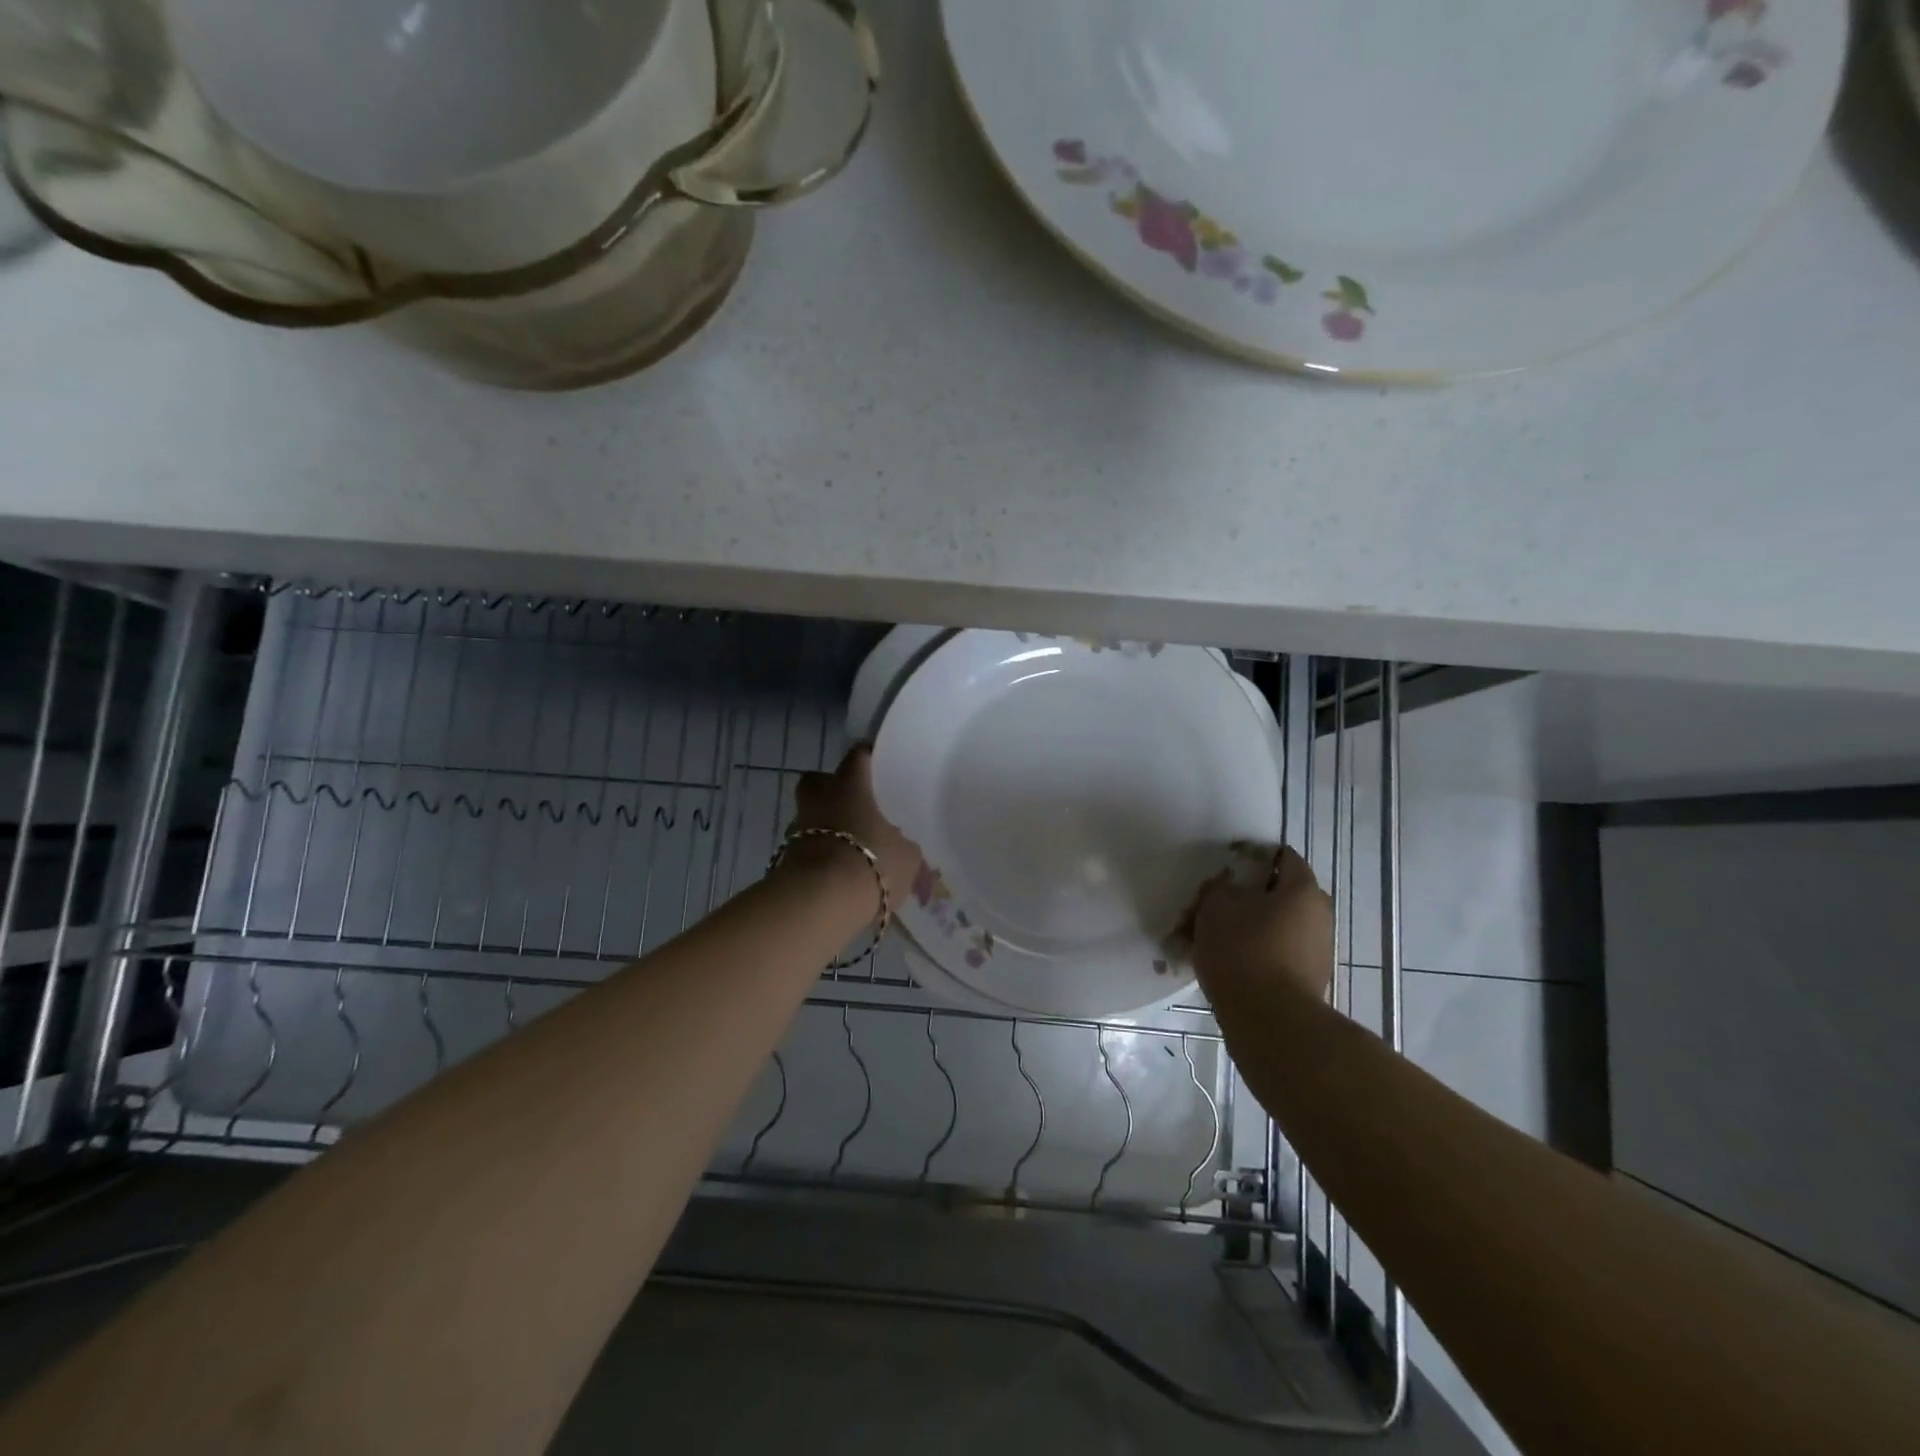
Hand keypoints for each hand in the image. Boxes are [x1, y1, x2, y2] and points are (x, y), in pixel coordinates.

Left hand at [785, 746, 924, 914]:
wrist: (823, 901)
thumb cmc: (871, 862)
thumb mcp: (906, 857)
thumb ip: (903, 846)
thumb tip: (900, 847)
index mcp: (849, 787)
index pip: (857, 757)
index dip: (865, 757)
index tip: (874, 762)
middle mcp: (818, 800)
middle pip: (816, 782)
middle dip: (828, 789)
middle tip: (850, 806)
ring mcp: (796, 830)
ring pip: (808, 818)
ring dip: (823, 829)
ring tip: (847, 849)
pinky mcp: (784, 860)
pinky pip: (804, 851)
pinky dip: (817, 859)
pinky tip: (835, 875)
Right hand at [1189, 846, 1333, 1002]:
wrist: (1270, 1022)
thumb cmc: (1243, 952)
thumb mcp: (1215, 908)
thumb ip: (1220, 888)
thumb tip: (1228, 887)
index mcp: (1303, 890)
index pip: (1283, 857)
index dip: (1253, 857)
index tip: (1226, 868)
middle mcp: (1319, 916)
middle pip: (1279, 894)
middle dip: (1247, 897)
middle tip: (1214, 905)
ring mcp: (1318, 951)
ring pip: (1277, 926)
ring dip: (1249, 927)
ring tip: (1212, 938)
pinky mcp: (1309, 980)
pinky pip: (1278, 953)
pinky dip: (1255, 952)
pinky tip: (1227, 964)